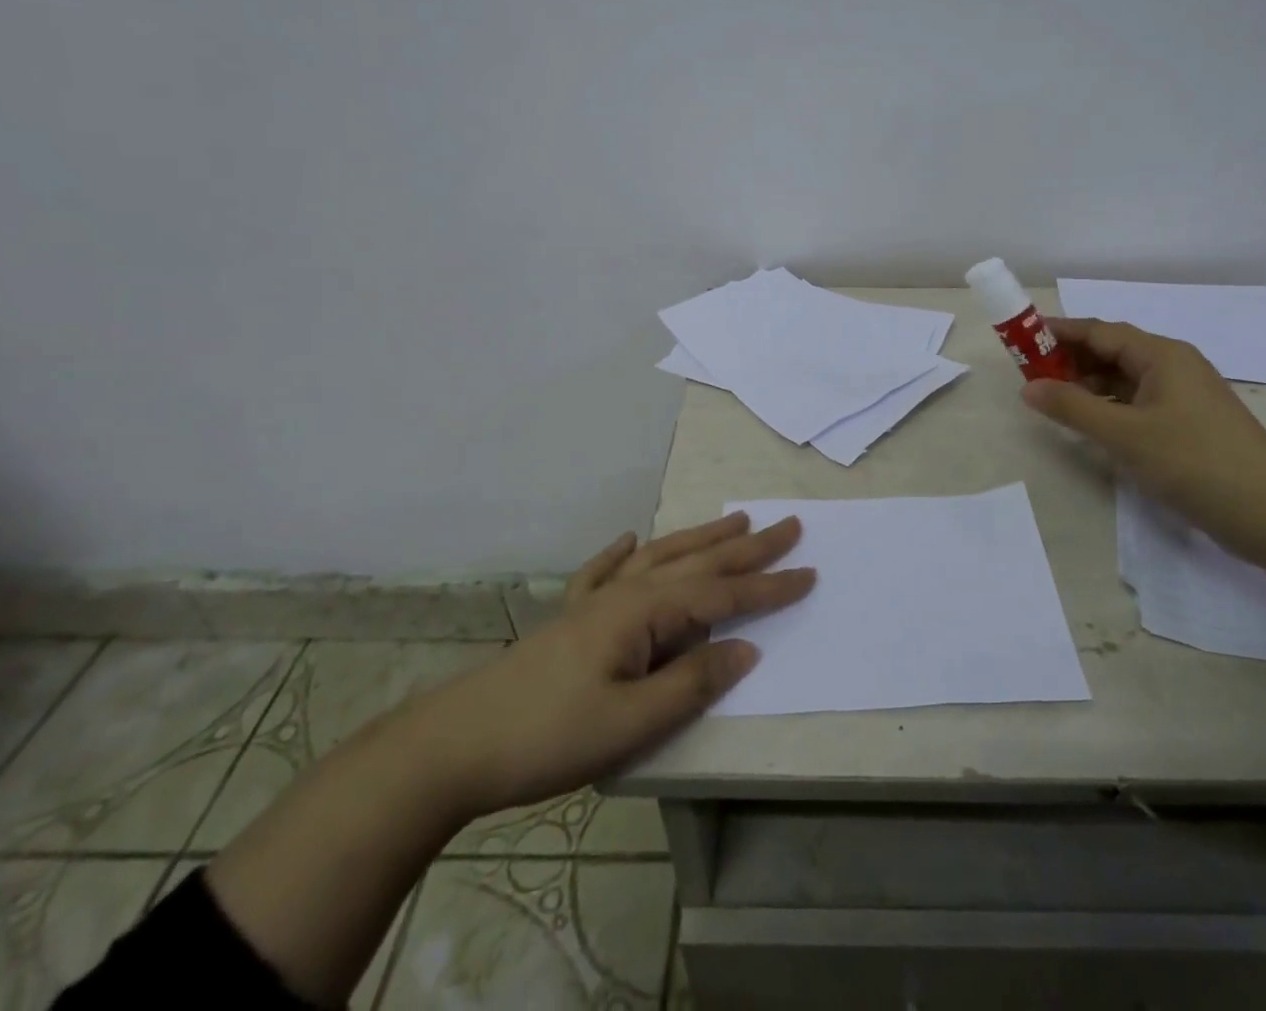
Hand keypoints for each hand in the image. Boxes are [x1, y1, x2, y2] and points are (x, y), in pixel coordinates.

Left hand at [412, 513, 812, 816]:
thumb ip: (693, 682)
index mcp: (645, 611)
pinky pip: (604, 572)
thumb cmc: (550, 735)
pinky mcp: (571, 619)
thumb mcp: (632, 721)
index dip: (768, 587)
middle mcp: (625, 592)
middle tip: (788, 524)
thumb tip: (746, 647)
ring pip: (661, 556)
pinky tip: (628, 539)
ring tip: (735, 519)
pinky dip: (622, 552)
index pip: (722, 594)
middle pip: (699, 562)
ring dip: (701, 538)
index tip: (809, 573)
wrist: (457, 745)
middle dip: (748, 547)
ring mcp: (595, 601)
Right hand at [1021, 317, 1265, 548]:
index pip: (1099, 331)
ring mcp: (1184, 396)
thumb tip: (1028, 387)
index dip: (1058, 332)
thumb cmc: (1195, 461)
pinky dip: (1109, 407)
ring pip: (1125, 379)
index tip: (1021, 338)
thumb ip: (1072, 408)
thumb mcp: (1125, 434)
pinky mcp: (1189, 424)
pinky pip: (1138, 402)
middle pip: (1112, 351)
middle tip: (1029, 374)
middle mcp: (1173, 366)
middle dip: (1070, 359)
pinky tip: (1090, 424)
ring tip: (1052, 400)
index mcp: (1161, 355)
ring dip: (1088, 385)